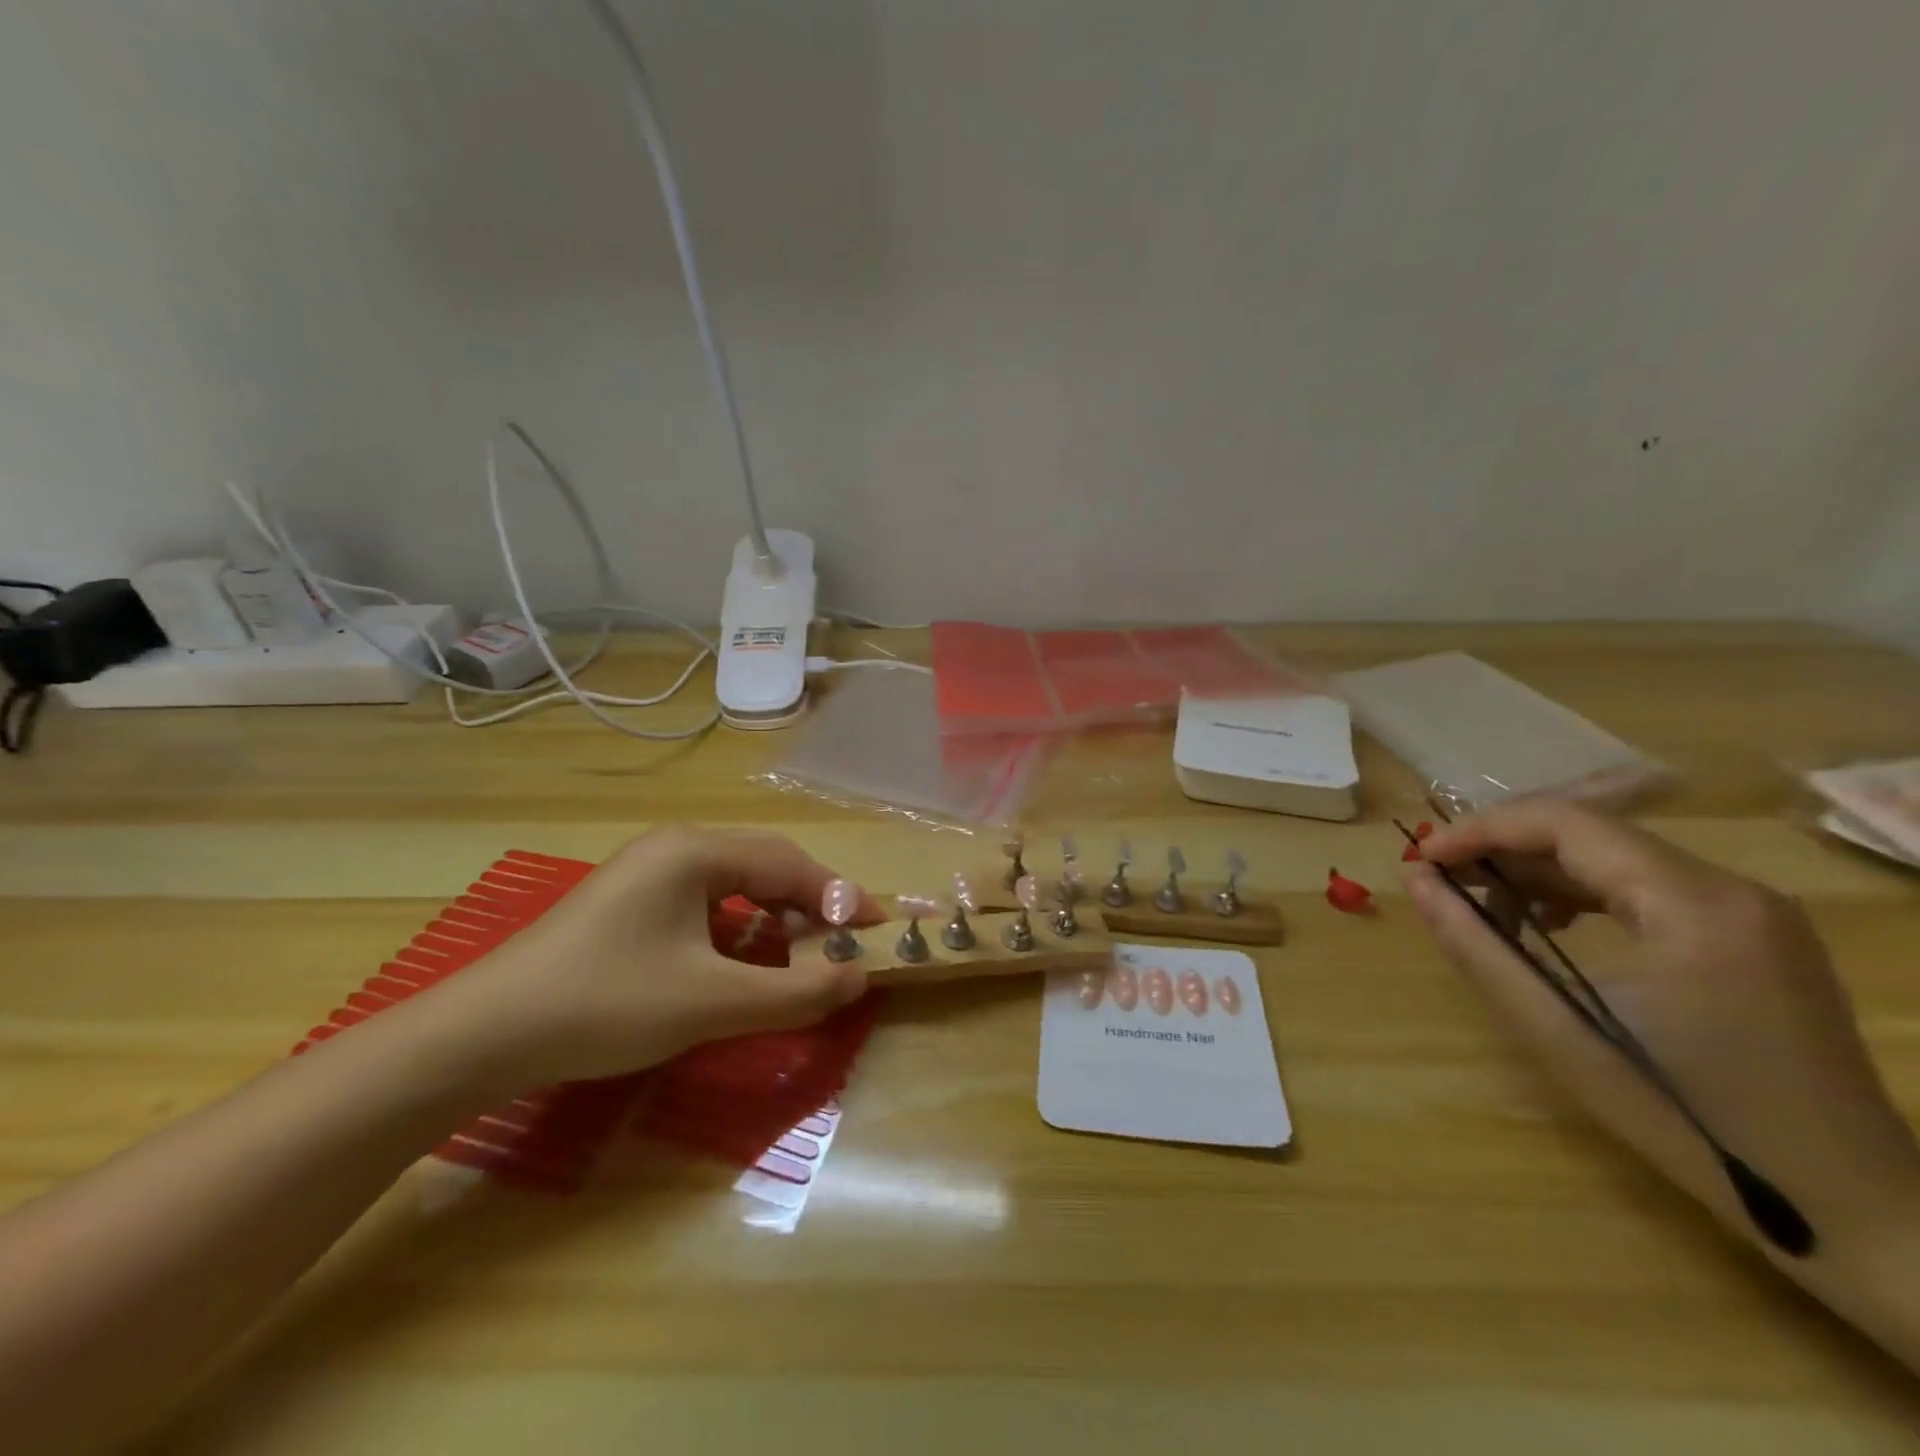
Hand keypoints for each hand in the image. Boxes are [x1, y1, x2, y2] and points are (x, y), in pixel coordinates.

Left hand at [434, 827, 882, 1089]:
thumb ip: (795, 991)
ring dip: (774, 916)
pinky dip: (738, 928)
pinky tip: (741, 960)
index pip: (790, 864)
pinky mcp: (629, 903)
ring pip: (734, 884)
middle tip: (844, 943)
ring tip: (801, 954)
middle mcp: (674, 847)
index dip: (840, 897)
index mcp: (696, 851)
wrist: (482, 1036)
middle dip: (810, 904)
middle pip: (765, 865)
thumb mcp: (712, 1002)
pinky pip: (704, 903)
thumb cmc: (607, 1004)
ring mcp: (646, 873)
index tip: (878, 928)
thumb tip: (859, 978)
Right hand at [1404, 799, 1919, 1264]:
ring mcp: (1752, 911)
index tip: (1421, 858)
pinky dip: (1582, 894)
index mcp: (1694, 903)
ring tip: (1485, 907)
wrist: (1847, 1207)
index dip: (1480, 830)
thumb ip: (1475, 943)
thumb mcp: (1556, 1028)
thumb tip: (1417, 880)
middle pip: (1591, 834)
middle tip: (1441, 881)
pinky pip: (1647, 887)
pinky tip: (1550, 927)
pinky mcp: (1755, 936)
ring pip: (1616, 858)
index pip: (1565, 824)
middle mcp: (1732, 888)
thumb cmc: (1685, 1115)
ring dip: (1539, 872)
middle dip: (1503, 850)